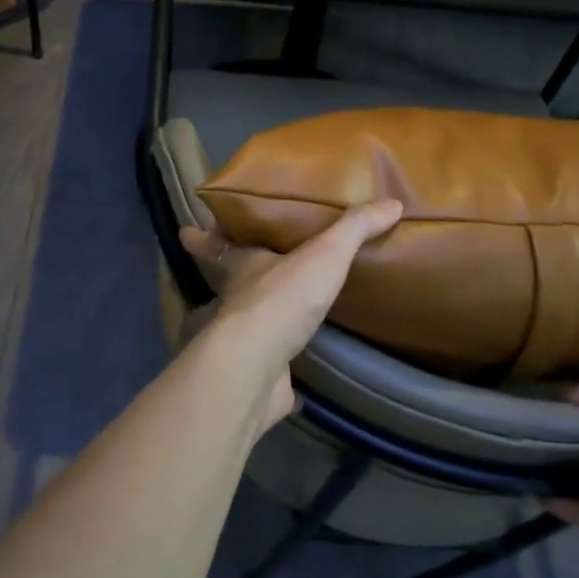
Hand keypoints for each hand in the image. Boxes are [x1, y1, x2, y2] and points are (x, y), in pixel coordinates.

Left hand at [177, 200, 403, 433]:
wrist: (258, 365)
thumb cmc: (281, 298)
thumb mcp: (324, 254)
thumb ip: (354, 229)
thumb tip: (392, 203)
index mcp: (242, 267)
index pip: (216, 246)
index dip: (203, 238)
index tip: (186, 231)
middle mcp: (236, 301)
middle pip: (228, 283)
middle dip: (230, 276)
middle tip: (239, 270)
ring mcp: (244, 341)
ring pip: (248, 322)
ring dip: (258, 317)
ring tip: (279, 313)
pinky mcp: (258, 375)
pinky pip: (272, 367)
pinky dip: (281, 368)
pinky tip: (297, 375)